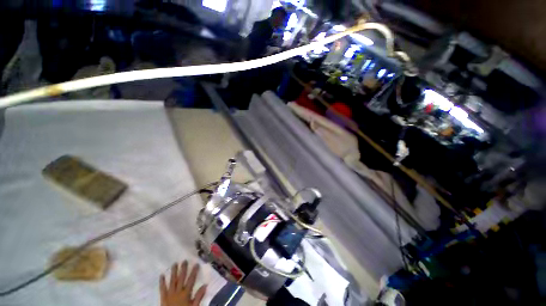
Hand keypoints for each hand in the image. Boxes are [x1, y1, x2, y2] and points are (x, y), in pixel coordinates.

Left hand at [160, 261, 206, 305]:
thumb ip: (199, 297)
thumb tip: (205, 285)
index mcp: (186, 294)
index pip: (191, 280)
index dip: (194, 272)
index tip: (196, 264)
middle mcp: (178, 292)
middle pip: (181, 279)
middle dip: (183, 269)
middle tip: (184, 261)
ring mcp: (170, 294)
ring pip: (172, 281)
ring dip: (173, 272)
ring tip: (174, 264)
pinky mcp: (163, 298)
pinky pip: (162, 289)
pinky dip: (162, 282)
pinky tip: (161, 275)